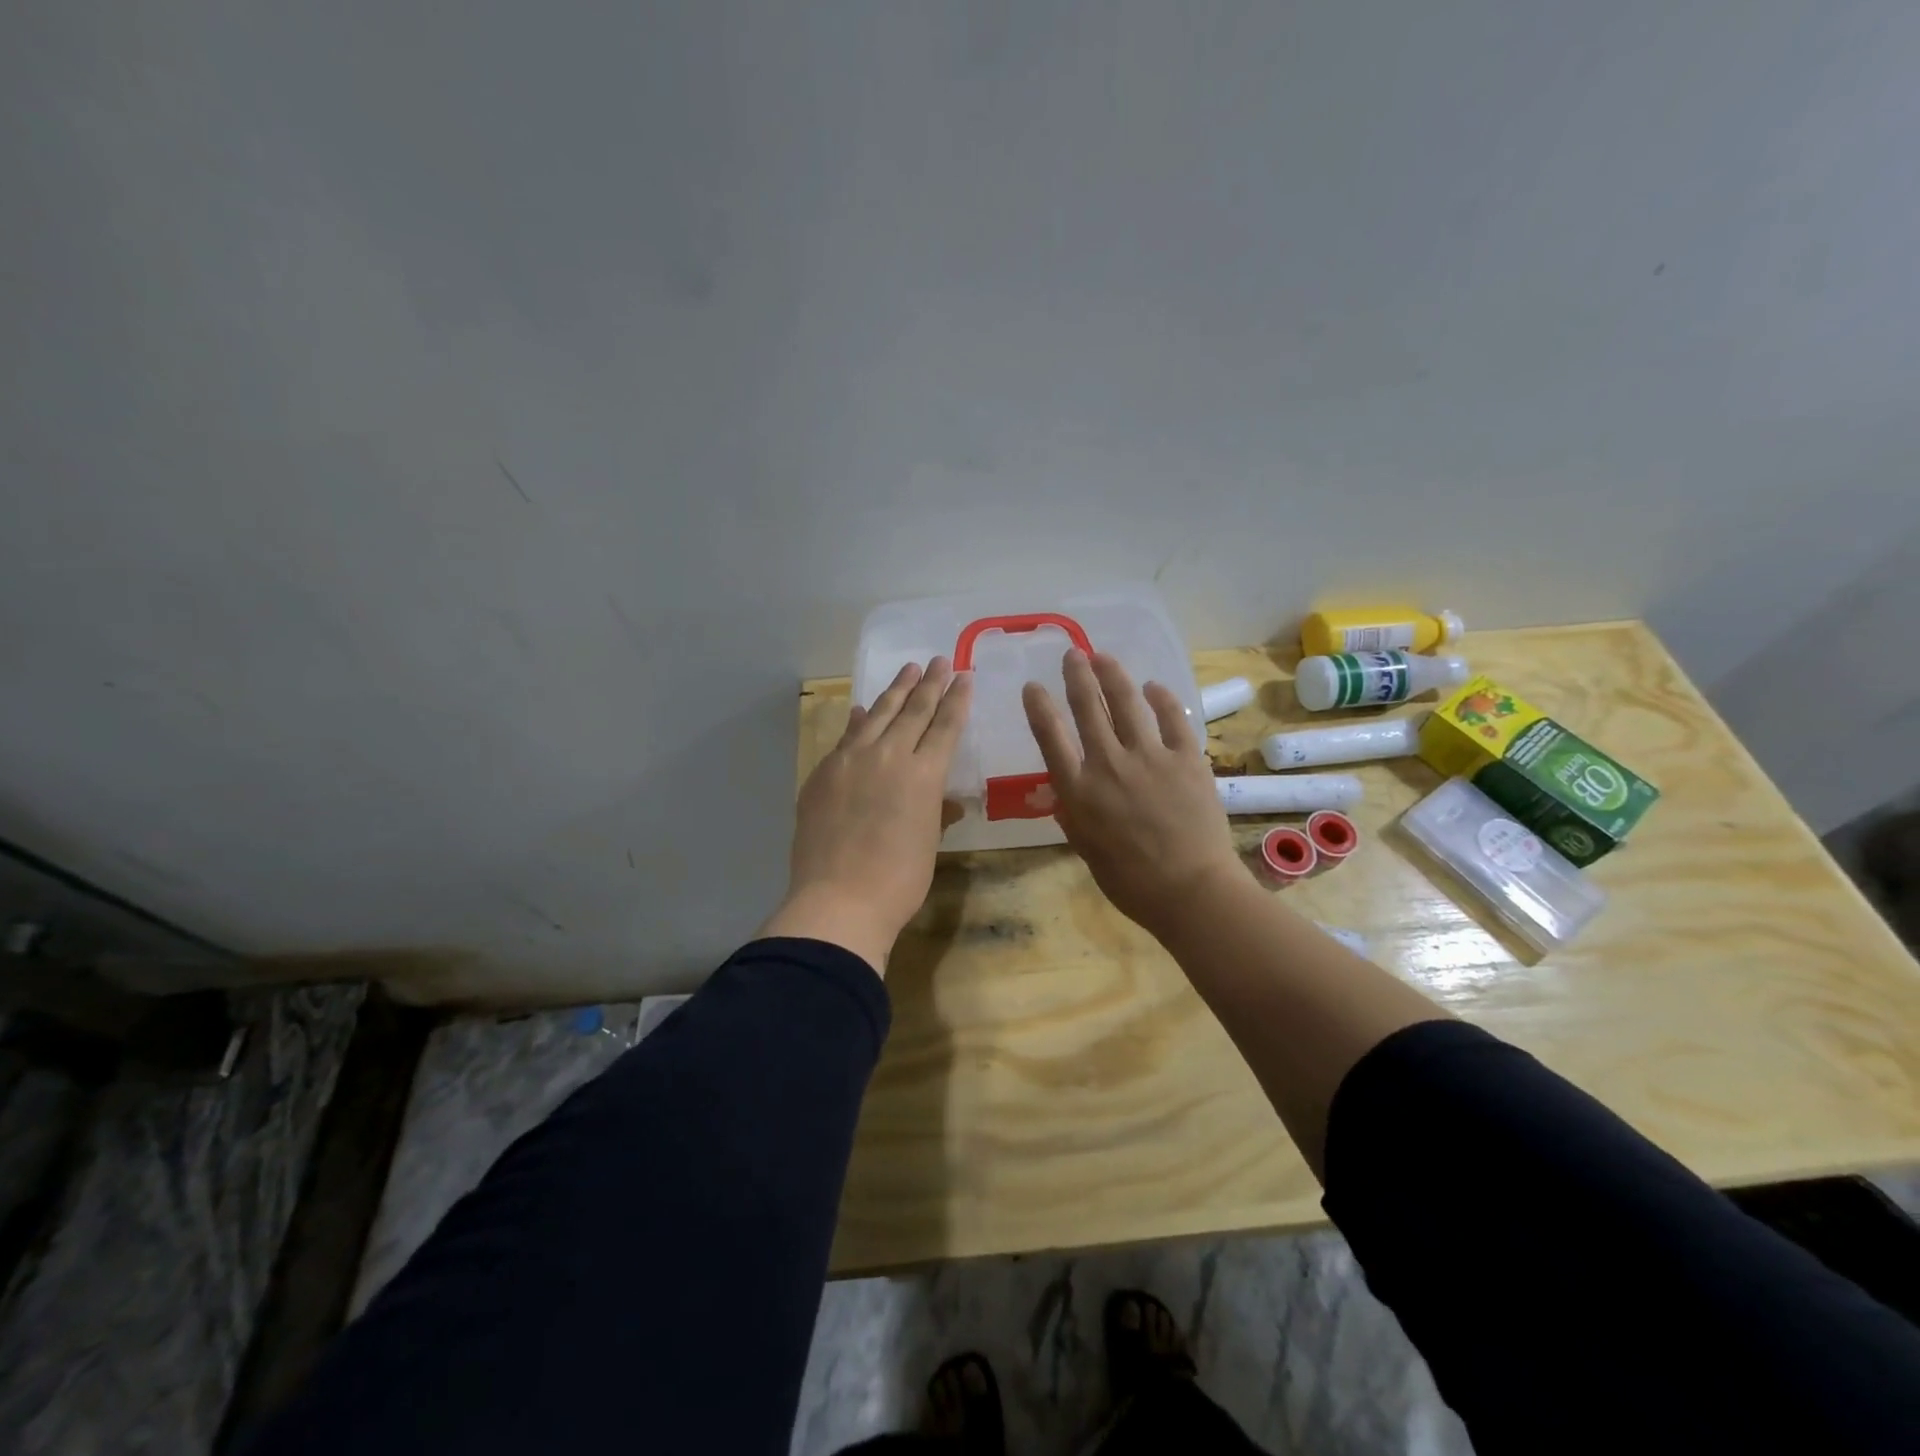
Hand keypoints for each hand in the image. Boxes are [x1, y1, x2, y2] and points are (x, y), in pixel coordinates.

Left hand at [761, 657, 971, 974]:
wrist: (839, 899)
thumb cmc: (899, 881)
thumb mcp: (928, 844)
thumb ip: (934, 812)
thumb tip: (942, 800)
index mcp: (924, 775)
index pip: (945, 726)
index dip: (956, 700)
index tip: (964, 676)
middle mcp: (889, 757)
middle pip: (913, 711)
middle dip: (928, 684)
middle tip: (938, 660)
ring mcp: (851, 761)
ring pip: (877, 715)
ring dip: (894, 692)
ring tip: (907, 671)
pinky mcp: (823, 774)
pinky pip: (846, 738)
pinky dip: (858, 722)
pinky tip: (862, 710)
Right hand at [1022, 649, 1242, 939]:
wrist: (1190, 890)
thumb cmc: (1130, 881)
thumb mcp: (1085, 848)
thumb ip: (1073, 813)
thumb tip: (1066, 790)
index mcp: (1078, 791)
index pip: (1050, 736)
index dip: (1039, 706)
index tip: (1033, 687)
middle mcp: (1108, 764)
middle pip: (1087, 707)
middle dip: (1077, 676)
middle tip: (1072, 655)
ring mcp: (1149, 757)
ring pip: (1126, 702)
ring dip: (1112, 675)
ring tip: (1103, 657)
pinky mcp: (1186, 758)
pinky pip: (1172, 718)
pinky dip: (1161, 698)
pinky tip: (1153, 687)